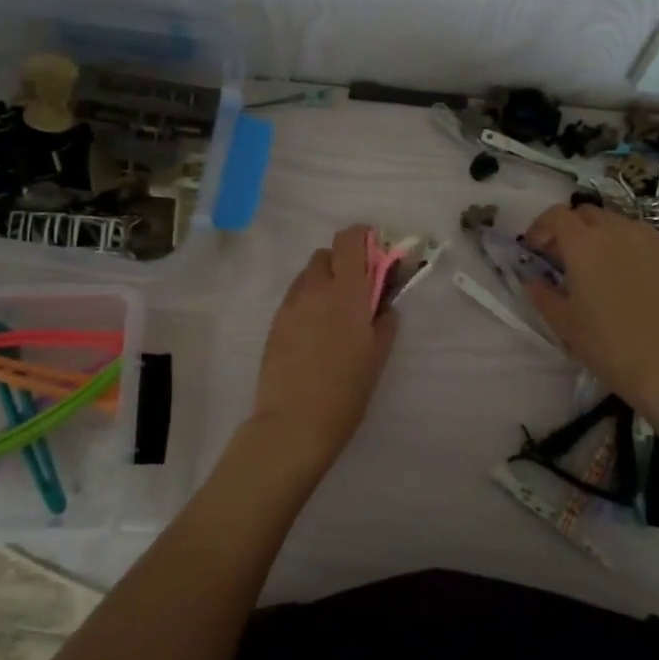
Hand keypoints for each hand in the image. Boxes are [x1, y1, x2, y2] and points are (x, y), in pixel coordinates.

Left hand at [247, 224, 398, 463]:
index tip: (374, 252)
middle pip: (326, 255)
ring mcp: (290, 305)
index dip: (361, 236)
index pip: (348, 240)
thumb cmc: (346, 391)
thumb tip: (383, 305)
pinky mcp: (275, 323)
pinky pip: (294, 298)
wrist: (294, 422)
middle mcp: (315, 289)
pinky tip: (314, 334)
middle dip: (342, 264)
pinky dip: (307, 302)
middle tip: (356, 291)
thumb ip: (383, 321)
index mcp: (346, 292)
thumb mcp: (377, 356)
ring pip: (307, 276)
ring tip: (333, 315)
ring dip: (323, 282)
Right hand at [522, 203, 658, 412]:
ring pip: (615, 222)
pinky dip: (625, 244)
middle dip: (570, 228)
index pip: (556, 215)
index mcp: (583, 244)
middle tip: (562, 257)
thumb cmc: (606, 343)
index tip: (534, 249)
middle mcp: (615, 231)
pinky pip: (640, 237)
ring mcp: (647, 241)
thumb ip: (542, 294)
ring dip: (599, 233)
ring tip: (595, 263)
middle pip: (586, 213)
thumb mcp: (563, 322)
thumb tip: (532, 279)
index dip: (541, 227)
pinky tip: (625, 273)